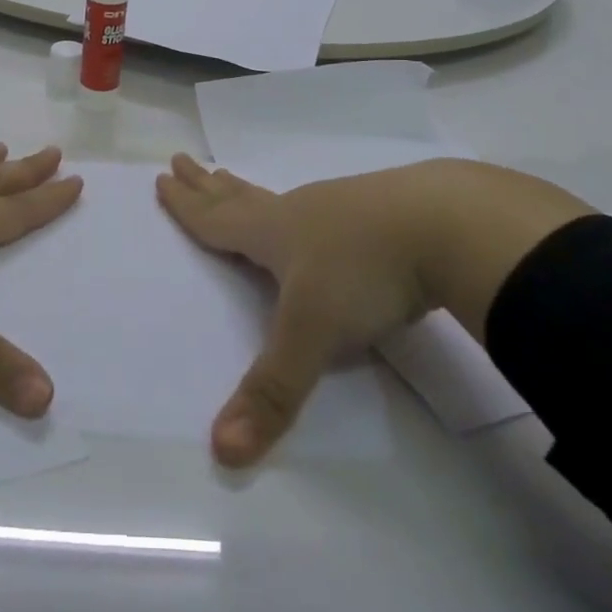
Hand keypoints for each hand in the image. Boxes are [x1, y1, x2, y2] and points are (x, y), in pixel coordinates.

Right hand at [157, 153, 590, 465]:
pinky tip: (320, 215)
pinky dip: (303, 207)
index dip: (187, 205)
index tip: (163, 178)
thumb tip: (221, 452)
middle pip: (241, 196)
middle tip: (184, 159)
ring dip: (249, 191)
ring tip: (234, 181)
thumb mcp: (314, 335)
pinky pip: (324, 206)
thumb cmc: (365, 273)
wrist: (449, 223)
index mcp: (274, 233)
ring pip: (282, 199)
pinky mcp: (380, 212)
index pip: (217, 219)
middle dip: (208, 184)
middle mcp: (300, 213)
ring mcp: (342, 207)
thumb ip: (273, 392)